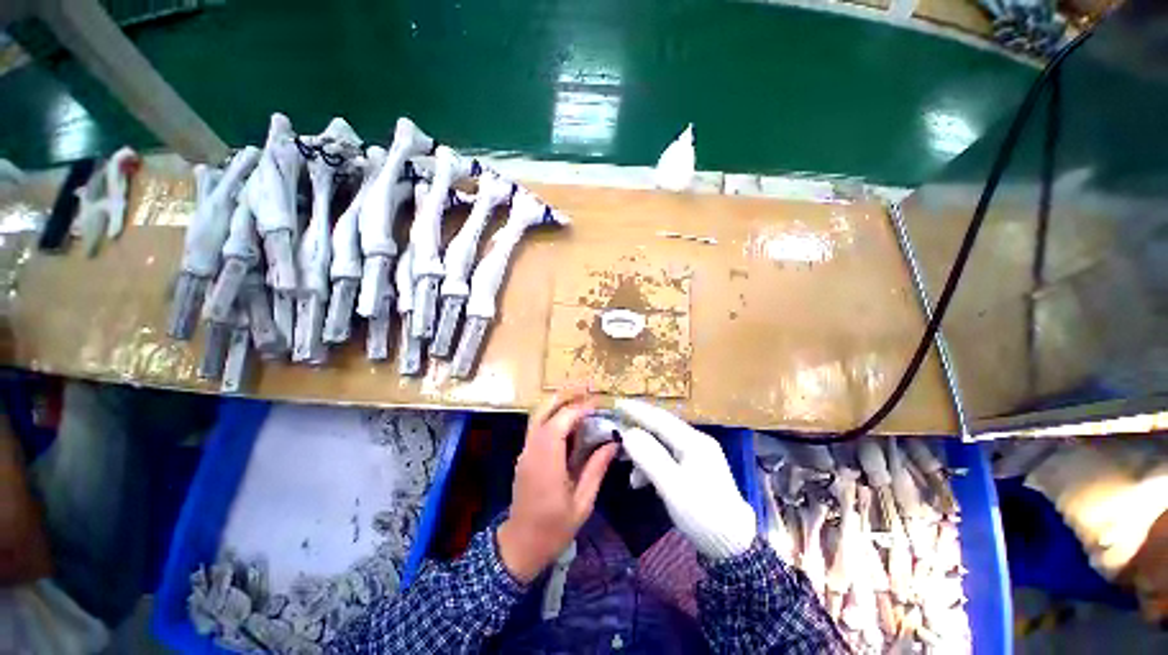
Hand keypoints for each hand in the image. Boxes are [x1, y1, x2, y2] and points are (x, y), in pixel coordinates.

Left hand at [497, 386, 617, 582]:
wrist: (520, 545)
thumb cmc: (554, 529)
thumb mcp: (582, 503)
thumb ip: (596, 469)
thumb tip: (613, 443)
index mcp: (546, 464)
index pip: (560, 424)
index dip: (578, 409)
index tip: (597, 404)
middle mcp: (532, 452)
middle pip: (544, 412)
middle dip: (564, 396)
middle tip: (585, 387)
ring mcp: (525, 452)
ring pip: (538, 416)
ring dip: (558, 403)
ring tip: (579, 396)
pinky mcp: (525, 455)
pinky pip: (538, 427)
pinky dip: (553, 416)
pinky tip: (569, 419)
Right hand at [616, 399, 756, 560]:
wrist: (733, 544)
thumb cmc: (702, 513)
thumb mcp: (672, 486)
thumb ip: (649, 457)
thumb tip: (628, 433)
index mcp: (693, 441)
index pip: (659, 419)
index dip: (637, 410)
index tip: (616, 404)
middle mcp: (696, 441)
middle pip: (661, 428)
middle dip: (637, 430)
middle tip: (615, 433)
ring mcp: (698, 454)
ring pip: (663, 444)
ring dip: (644, 454)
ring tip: (629, 472)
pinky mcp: (696, 468)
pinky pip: (668, 458)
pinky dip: (653, 465)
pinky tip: (642, 481)